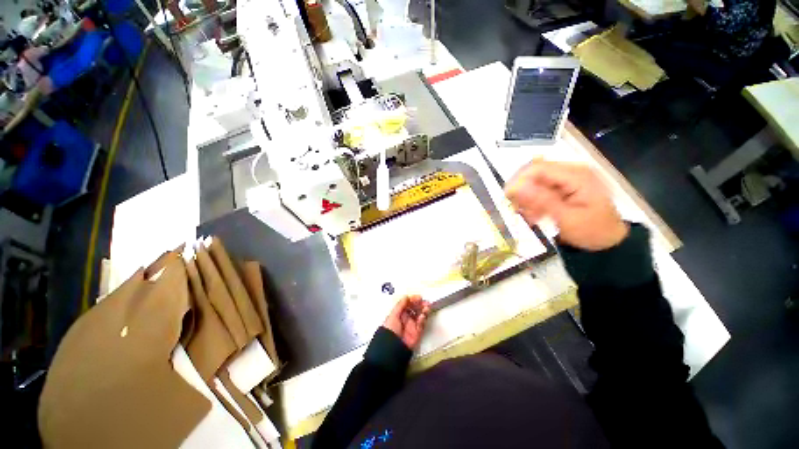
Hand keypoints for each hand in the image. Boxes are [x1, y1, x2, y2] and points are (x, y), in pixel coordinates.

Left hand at [382, 295, 430, 349]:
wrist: (392, 347)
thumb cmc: (390, 329)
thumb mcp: (393, 315)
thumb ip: (400, 305)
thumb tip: (407, 296)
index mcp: (400, 313)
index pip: (408, 304)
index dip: (413, 300)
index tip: (419, 297)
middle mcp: (406, 318)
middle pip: (415, 309)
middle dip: (421, 304)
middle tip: (425, 302)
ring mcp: (412, 325)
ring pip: (420, 315)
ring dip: (424, 310)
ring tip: (426, 307)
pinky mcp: (417, 332)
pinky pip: (422, 324)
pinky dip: (423, 319)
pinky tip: (423, 315)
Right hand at [505, 160, 628, 251]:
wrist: (607, 241)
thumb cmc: (591, 231)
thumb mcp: (566, 218)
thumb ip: (541, 200)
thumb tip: (515, 187)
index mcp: (576, 175)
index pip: (537, 168)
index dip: (518, 180)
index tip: (508, 198)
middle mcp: (570, 171)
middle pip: (533, 172)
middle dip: (522, 191)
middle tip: (520, 210)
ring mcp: (565, 178)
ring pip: (532, 181)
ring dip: (526, 198)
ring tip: (531, 216)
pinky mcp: (561, 186)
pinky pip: (538, 189)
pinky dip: (532, 202)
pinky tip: (536, 214)